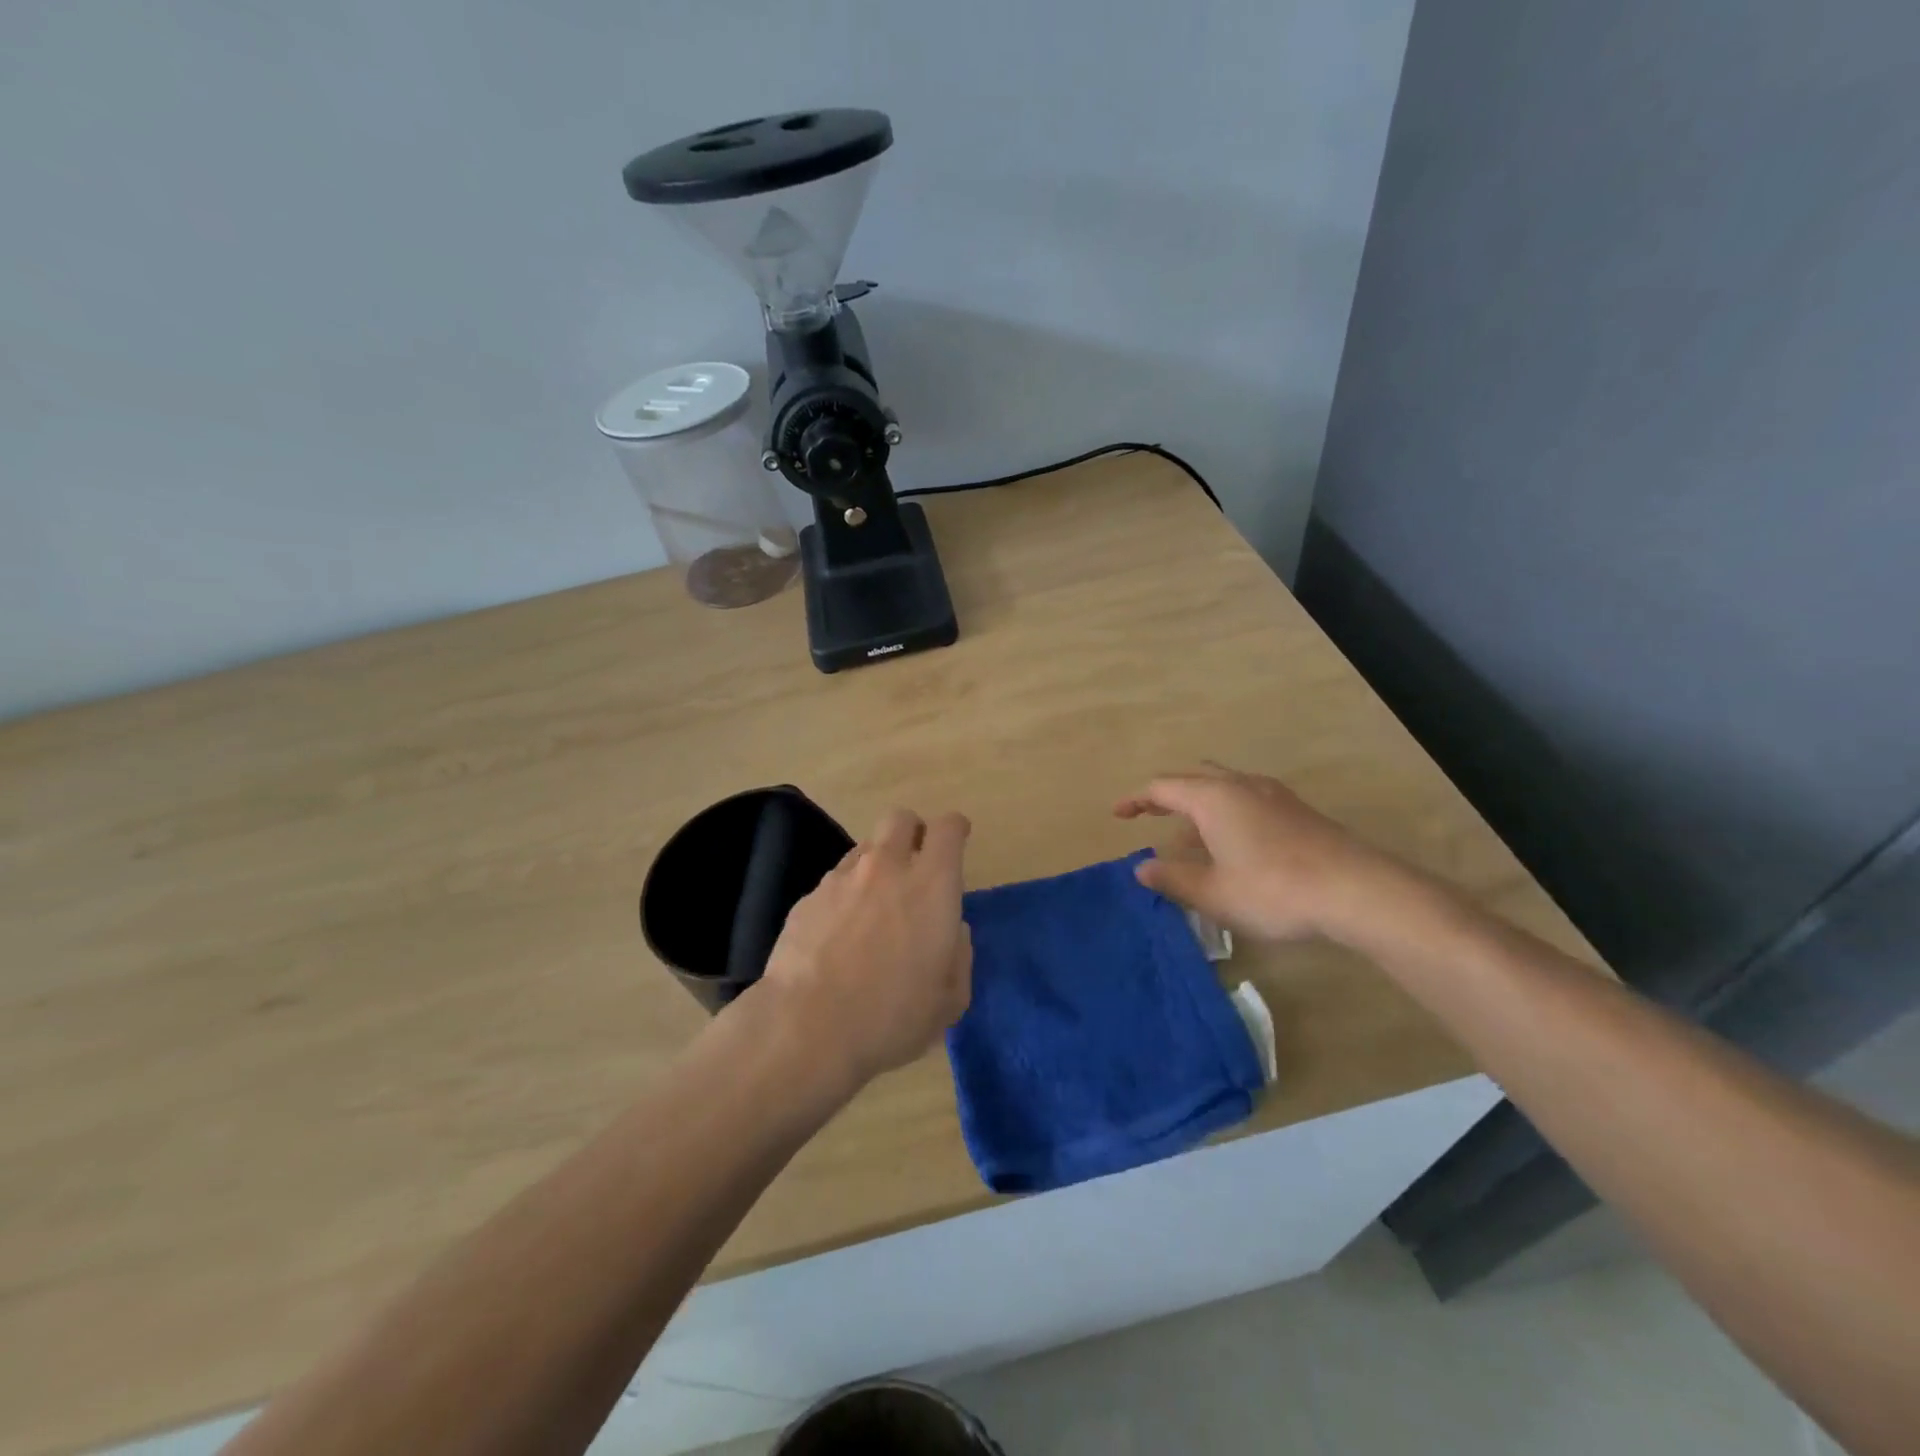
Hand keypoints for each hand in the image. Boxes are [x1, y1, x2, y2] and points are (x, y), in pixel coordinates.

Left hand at [757, 808, 972, 1088]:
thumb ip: (959, 954)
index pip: (948, 828)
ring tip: (875, 907)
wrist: (807, 1028)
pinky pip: (835, 881)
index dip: (955, 830)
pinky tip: (840, 934)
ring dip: (878, 865)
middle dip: (913, 832)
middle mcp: (886, 868)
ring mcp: (841, 879)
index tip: (957, 841)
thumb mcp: (950, 999)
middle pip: (901, 818)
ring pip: (865, 848)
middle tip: (916, 866)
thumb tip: (952, 931)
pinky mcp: (808, 898)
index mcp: (931, 885)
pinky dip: (845, 896)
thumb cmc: (892, 1016)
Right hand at [1115, 763, 1409, 942]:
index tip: (1118, 815)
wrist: (1357, 890)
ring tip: (1189, 842)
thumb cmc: (1272, 890)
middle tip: (1151, 817)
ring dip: (1199, 808)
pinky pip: (1247, 800)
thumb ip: (1172, 877)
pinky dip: (1226, 815)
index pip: (1161, 788)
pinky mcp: (1297, 811)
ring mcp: (1273, 795)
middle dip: (1168, 796)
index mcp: (1212, 798)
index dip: (1135, 800)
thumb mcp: (1212, 892)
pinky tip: (1232, 848)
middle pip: (1194, 778)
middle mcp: (1240, 785)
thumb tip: (1142, 868)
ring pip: (1223, 788)